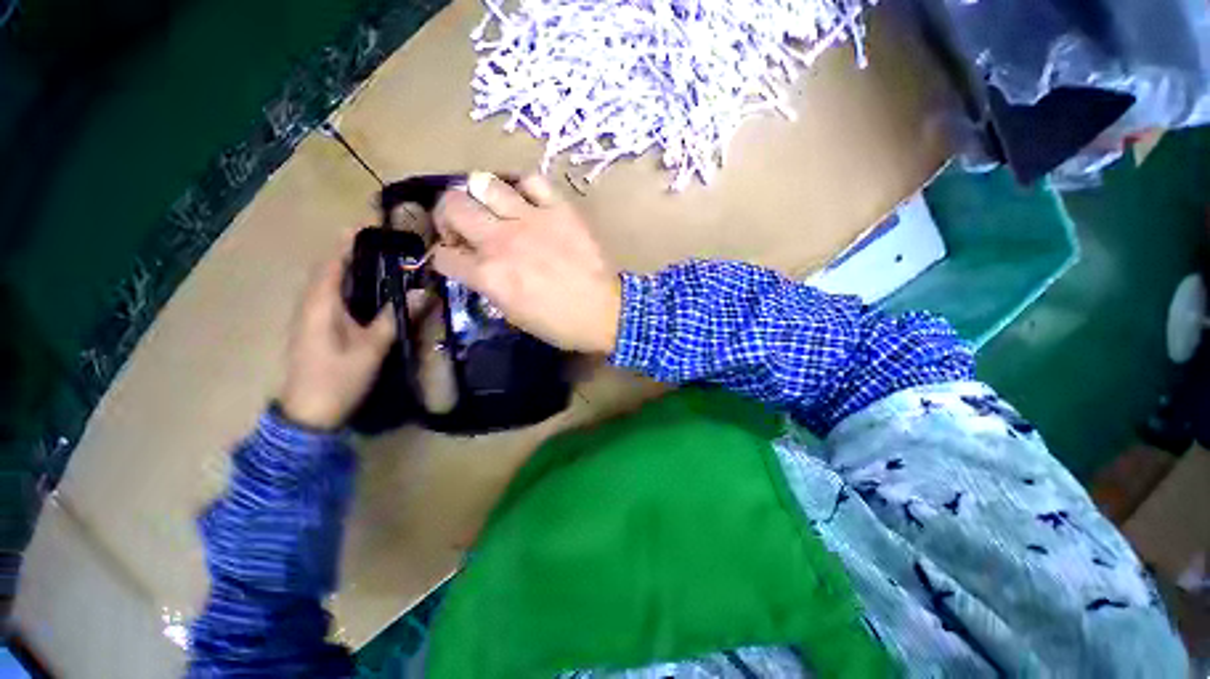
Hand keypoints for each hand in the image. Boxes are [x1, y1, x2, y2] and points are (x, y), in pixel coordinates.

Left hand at [279, 240, 396, 430]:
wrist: (309, 414)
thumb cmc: (338, 378)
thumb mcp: (372, 348)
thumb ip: (396, 317)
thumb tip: (423, 292)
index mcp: (320, 303)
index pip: (333, 261)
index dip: (350, 241)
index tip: (375, 228)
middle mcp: (311, 303)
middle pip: (331, 268)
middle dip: (355, 252)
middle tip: (390, 245)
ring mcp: (311, 316)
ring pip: (332, 283)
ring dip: (354, 268)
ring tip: (386, 262)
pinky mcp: (317, 327)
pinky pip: (333, 296)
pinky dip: (351, 286)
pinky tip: (373, 292)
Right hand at [432, 173, 621, 353]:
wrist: (605, 312)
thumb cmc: (561, 324)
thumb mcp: (514, 316)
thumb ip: (489, 287)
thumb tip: (479, 269)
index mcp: (488, 275)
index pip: (443, 255)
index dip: (444, 257)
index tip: (455, 259)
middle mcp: (500, 241)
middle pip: (452, 205)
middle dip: (449, 216)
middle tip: (464, 227)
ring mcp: (530, 220)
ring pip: (484, 183)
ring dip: (481, 196)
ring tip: (495, 210)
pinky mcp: (559, 209)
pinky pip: (532, 180)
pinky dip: (524, 188)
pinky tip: (529, 202)